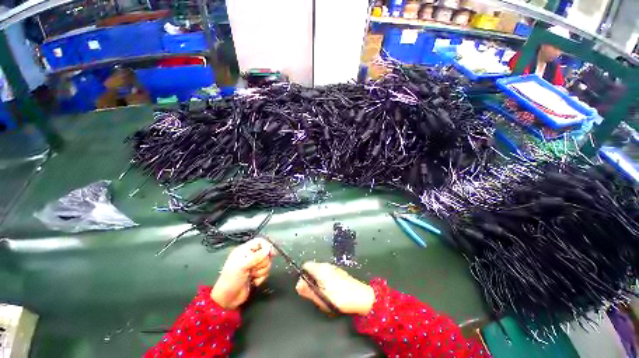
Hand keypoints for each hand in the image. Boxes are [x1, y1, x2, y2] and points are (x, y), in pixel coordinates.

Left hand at [211, 237, 274, 309]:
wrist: (227, 299)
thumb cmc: (231, 279)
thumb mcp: (242, 266)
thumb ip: (257, 256)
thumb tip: (269, 249)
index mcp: (245, 250)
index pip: (260, 242)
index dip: (267, 246)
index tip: (271, 254)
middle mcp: (250, 256)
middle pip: (265, 253)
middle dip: (262, 263)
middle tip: (252, 269)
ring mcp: (253, 265)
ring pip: (267, 263)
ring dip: (261, 271)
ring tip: (251, 276)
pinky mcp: (256, 274)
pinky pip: (266, 272)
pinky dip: (261, 278)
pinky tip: (253, 281)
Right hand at [295, 262, 374, 315]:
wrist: (361, 297)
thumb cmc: (339, 297)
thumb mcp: (320, 296)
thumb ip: (307, 290)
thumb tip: (298, 284)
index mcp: (321, 269)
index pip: (306, 265)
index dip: (302, 274)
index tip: (304, 286)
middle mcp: (327, 265)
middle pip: (313, 268)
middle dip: (310, 279)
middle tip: (313, 293)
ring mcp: (334, 268)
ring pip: (320, 271)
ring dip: (318, 280)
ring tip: (322, 294)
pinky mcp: (340, 273)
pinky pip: (328, 274)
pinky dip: (325, 280)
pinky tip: (330, 292)